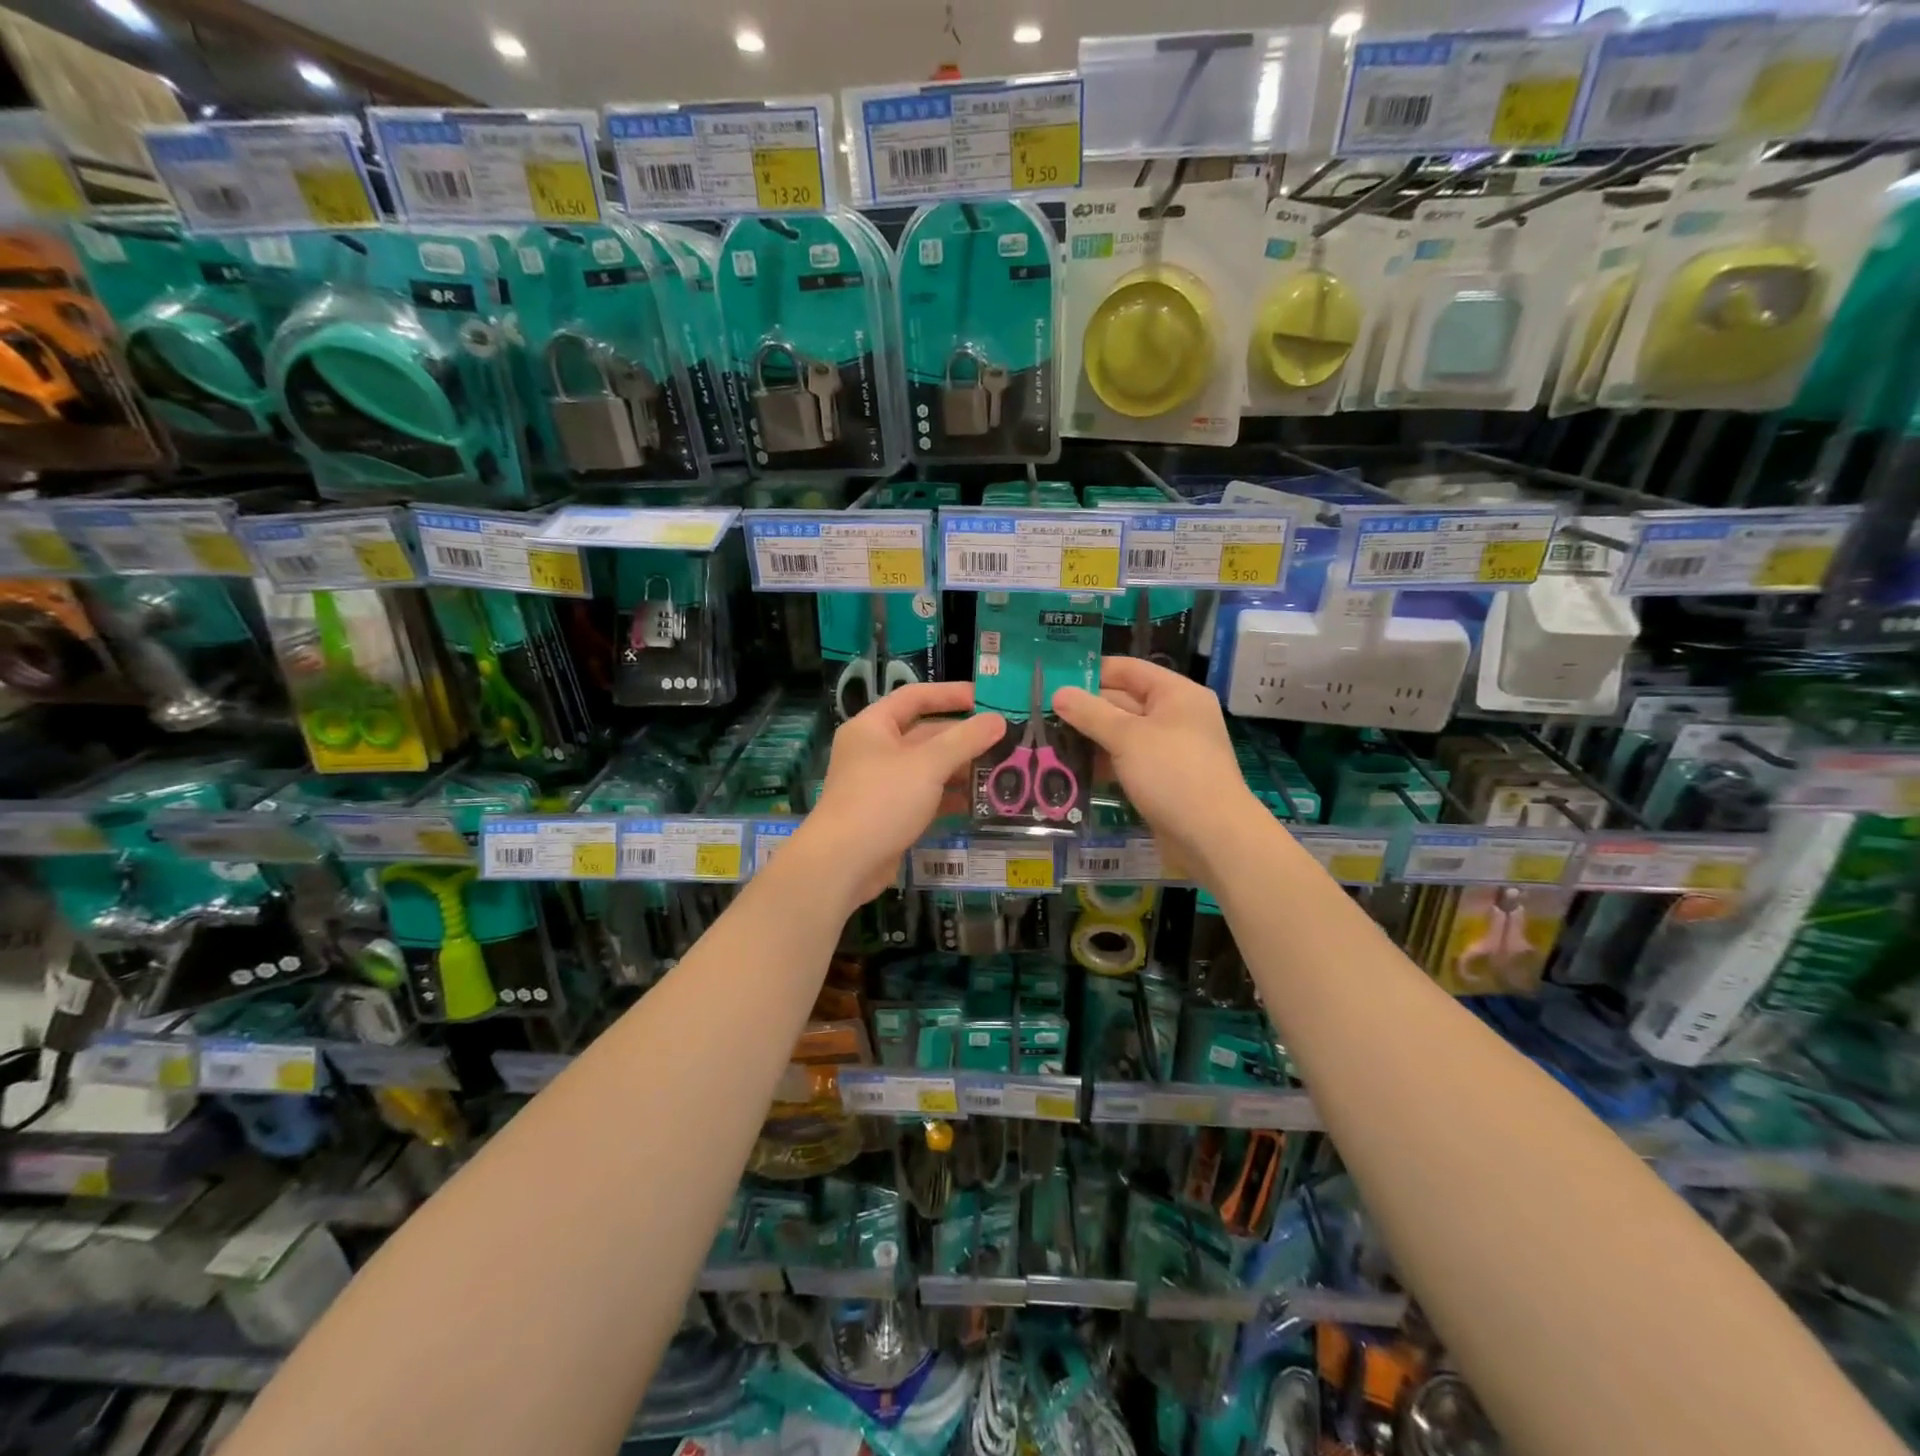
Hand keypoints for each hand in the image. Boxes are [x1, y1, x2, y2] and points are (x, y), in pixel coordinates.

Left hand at [797, 683, 1005, 906]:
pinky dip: (949, 797)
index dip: (950, 695)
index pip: (915, 697)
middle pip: (924, 734)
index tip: (986, 699)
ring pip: (927, 768)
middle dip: (963, 738)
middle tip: (1004, 741)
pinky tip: (979, 802)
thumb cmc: (882, 800)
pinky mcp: (889, 814)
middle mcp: (874, 750)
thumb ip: (965, 740)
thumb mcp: (927, 765)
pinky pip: (925, 796)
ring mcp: (881, 784)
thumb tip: (998, 720)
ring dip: (960, 769)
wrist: (843, 864)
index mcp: (873, 726)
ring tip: (1001, 771)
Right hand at [1052, 656, 1267, 881]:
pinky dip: (1104, 762)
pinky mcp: (1163, 779)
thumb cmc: (1172, 774)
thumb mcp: (1127, 738)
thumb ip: (1090, 713)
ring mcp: (1170, 749)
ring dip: (1091, 738)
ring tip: (1050, 740)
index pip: (1128, 669)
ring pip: (1123, 734)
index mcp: (1176, 693)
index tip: (1054, 680)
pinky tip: (1073, 768)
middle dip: (1086, 708)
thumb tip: (1058, 692)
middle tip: (1042, 714)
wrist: (1213, 837)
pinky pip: (1128, 761)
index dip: (1092, 672)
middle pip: (1123, 701)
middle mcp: (1176, 716)